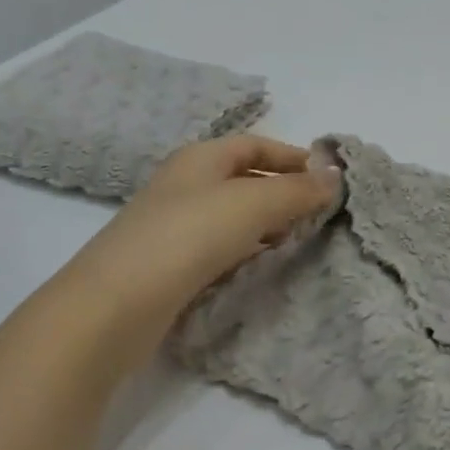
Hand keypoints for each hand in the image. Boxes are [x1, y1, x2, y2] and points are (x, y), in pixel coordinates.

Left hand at [67, 135, 337, 339]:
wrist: (115, 305)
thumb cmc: (188, 237)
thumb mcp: (251, 204)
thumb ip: (296, 190)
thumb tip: (335, 175)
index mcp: (200, 158)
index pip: (255, 144)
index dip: (292, 156)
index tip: (327, 178)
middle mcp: (184, 184)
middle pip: (243, 178)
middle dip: (282, 191)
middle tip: (318, 214)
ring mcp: (172, 225)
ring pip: (231, 215)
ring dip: (265, 223)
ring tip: (297, 241)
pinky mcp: (168, 263)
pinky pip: (217, 246)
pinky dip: (244, 249)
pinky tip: (258, 266)